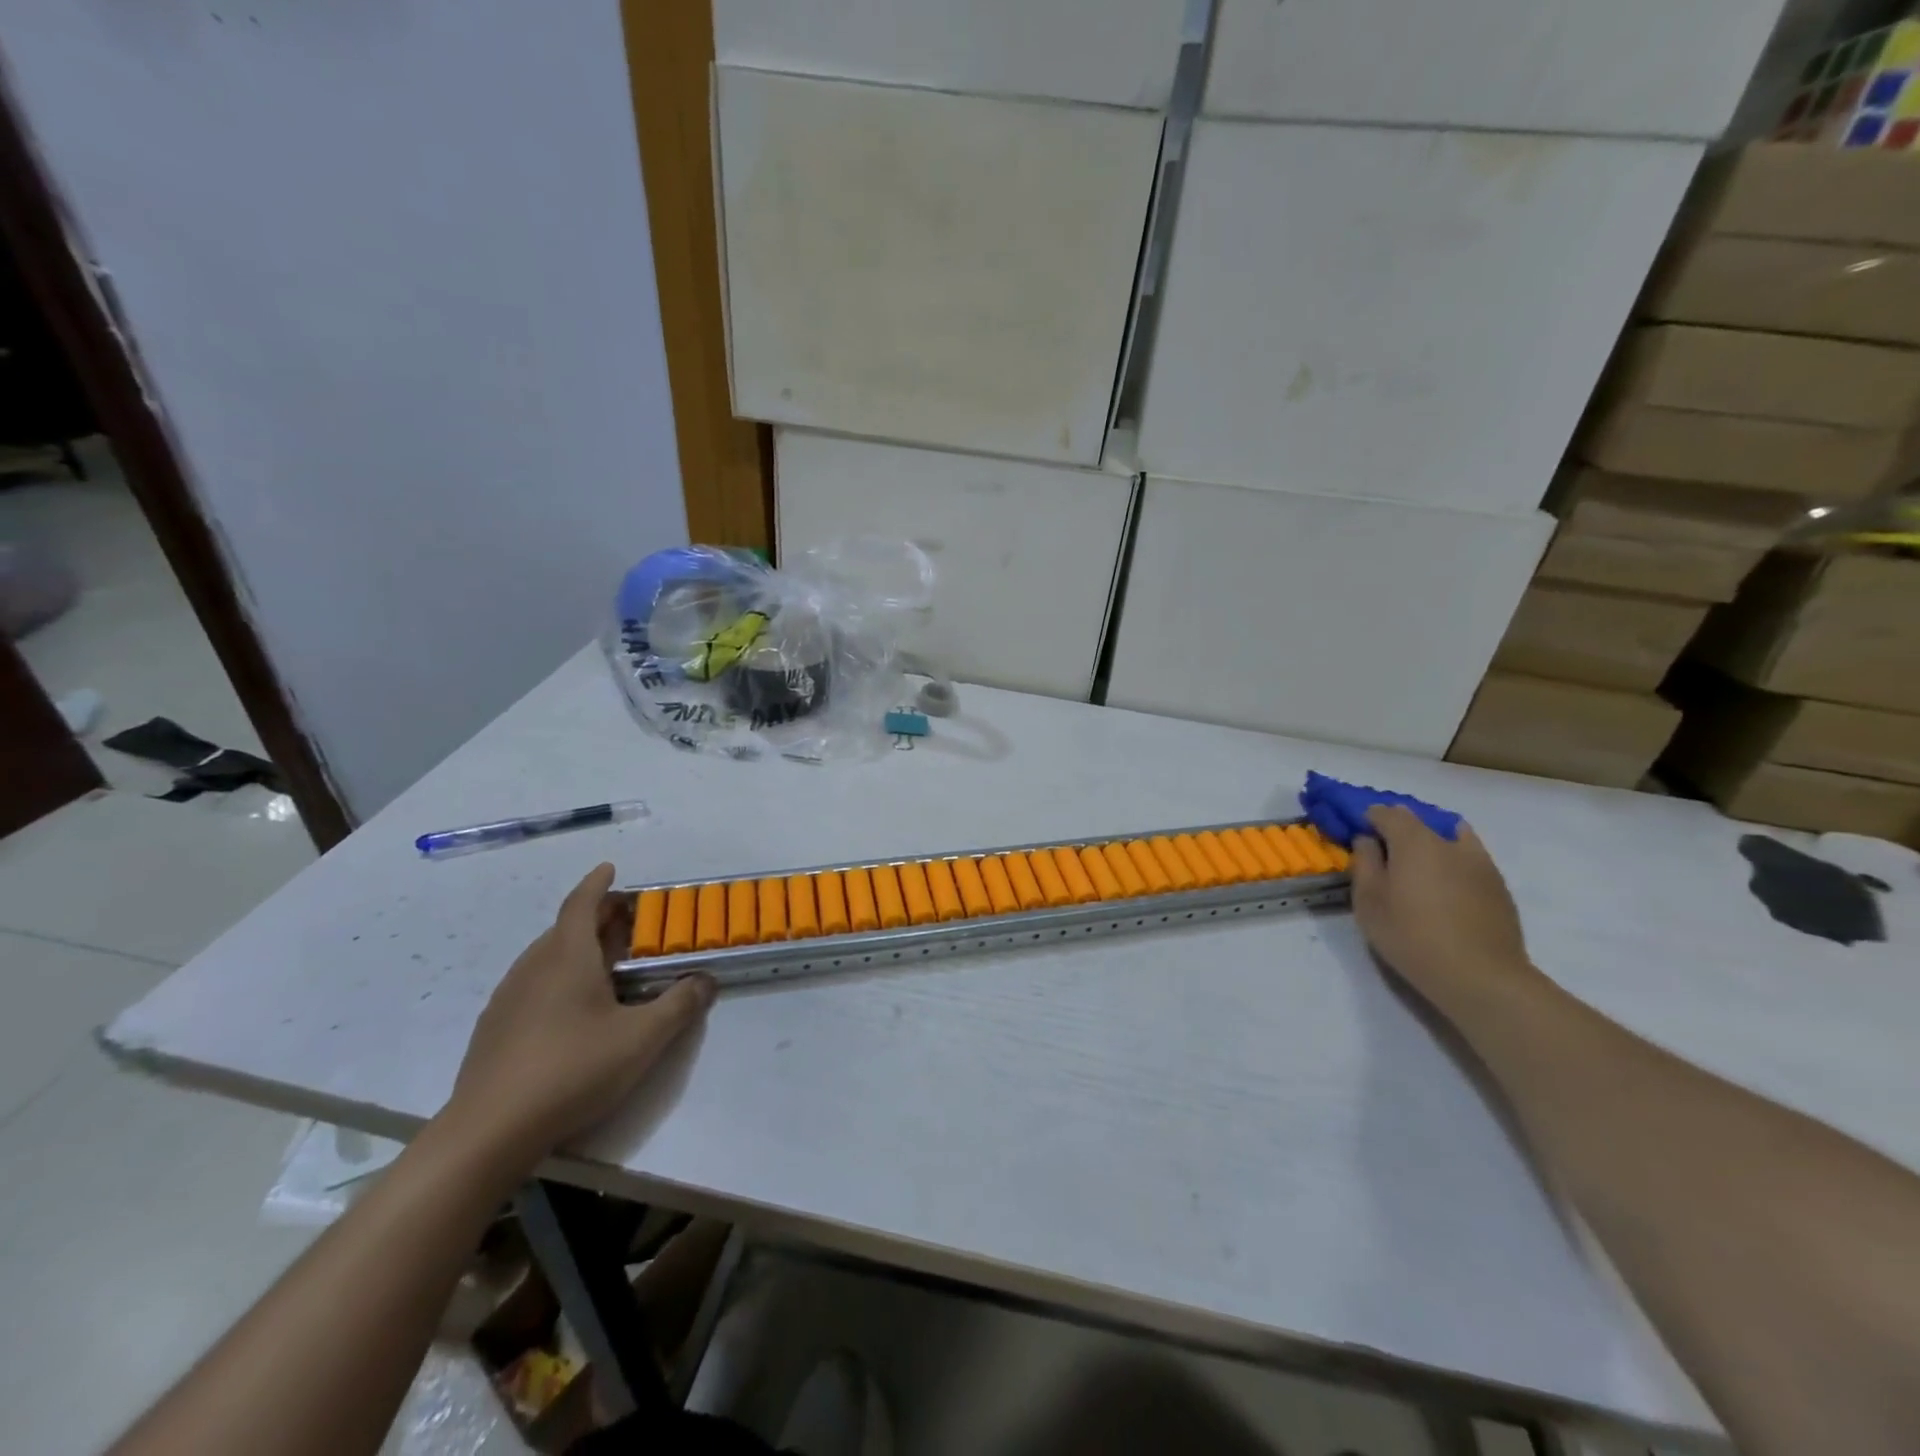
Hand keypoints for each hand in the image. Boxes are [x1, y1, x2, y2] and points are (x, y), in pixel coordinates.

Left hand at [445, 864, 713, 1167]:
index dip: (597, 884)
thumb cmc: (573, 1070)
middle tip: (626, 922)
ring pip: (546, 957)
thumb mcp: (642, 1038)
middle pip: (565, 928)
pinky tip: (572, 1010)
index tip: (610, 868)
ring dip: (576, 948)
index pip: (581, 904)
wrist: (489, 1131)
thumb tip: (706, 980)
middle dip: (596, 918)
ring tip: (605, 964)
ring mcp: (508, 998)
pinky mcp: (495, 1029)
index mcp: (567, 957)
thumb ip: (680, 1004)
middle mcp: (534, 967)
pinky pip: (533, 984)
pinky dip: (558, 977)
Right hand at [1349, 805, 1539, 1017]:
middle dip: (1398, 828)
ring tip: (1419, 867)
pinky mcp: (1498, 884)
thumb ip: (1365, 864)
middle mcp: (1449, 842)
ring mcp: (1480, 862)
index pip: (1387, 813)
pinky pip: (1470, 858)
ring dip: (1431, 842)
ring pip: (1451, 836)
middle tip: (1384, 854)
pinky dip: (1453, 861)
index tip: (1358, 835)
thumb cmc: (1412, 936)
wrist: (1481, 976)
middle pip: (1420, 820)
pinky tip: (1446, 888)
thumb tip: (1367, 840)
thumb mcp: (1369, 902)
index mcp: (1414, 842)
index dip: (1368, 818)